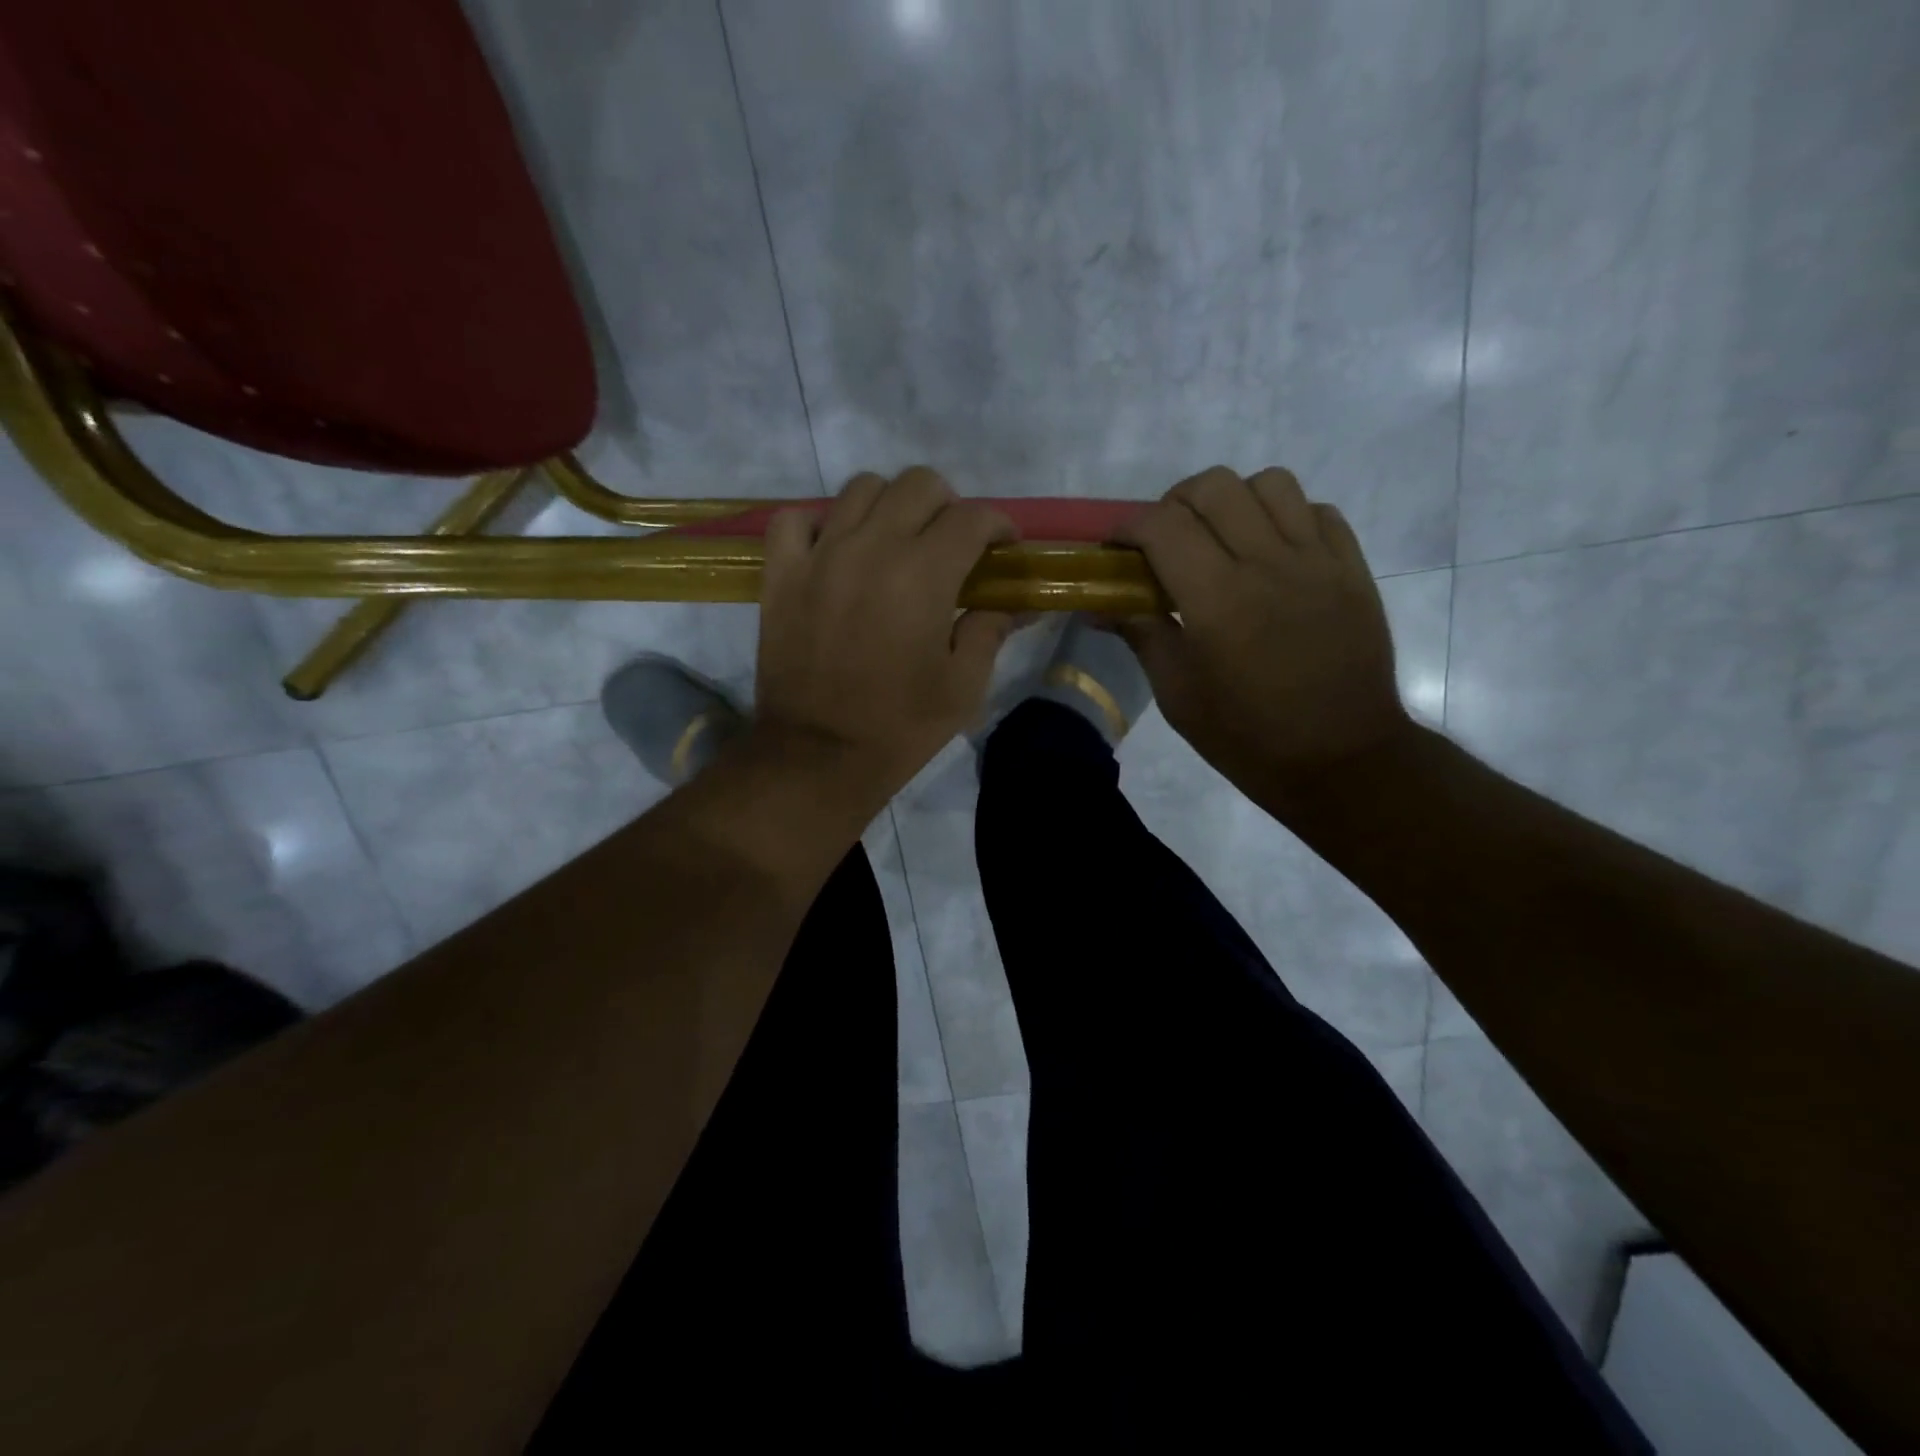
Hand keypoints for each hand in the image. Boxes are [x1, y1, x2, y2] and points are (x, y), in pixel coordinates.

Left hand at [755, 468, 1016, 802]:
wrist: (819, 756)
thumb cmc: (901, 726)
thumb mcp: (964, 685)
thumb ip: (991, 629)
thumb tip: (1014, 603)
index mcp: (924, 574)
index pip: (972, 516)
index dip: (998, 525)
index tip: (1003, 547)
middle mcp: (872, 548)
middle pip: (918, 484)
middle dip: (948, 506)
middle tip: (952, 545)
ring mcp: (820, 556)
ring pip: (860, 488)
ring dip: (890, 506)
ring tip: (896, 542)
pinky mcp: (781, 575)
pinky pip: (794, 519)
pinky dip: (818, 523)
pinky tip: (834, 549)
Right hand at [1114, 466, 1412, 805]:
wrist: (1340, 759)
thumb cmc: (1246, 736)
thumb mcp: (1178, 694)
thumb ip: (1141, 634)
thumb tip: (1099, 605)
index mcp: (1216, 598)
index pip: (1162, 525)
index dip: (1128, 527)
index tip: (1117, 548)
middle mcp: (1267, 563)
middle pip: (1213, 487)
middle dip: (1174, 503)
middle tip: (1165, 540)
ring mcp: (1317, 560)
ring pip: (1270, 483)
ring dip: (1234, 500)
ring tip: (1222, 537)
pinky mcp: (1352, 568)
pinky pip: (1317, 511)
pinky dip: (1286, 517)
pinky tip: (1272, 553)